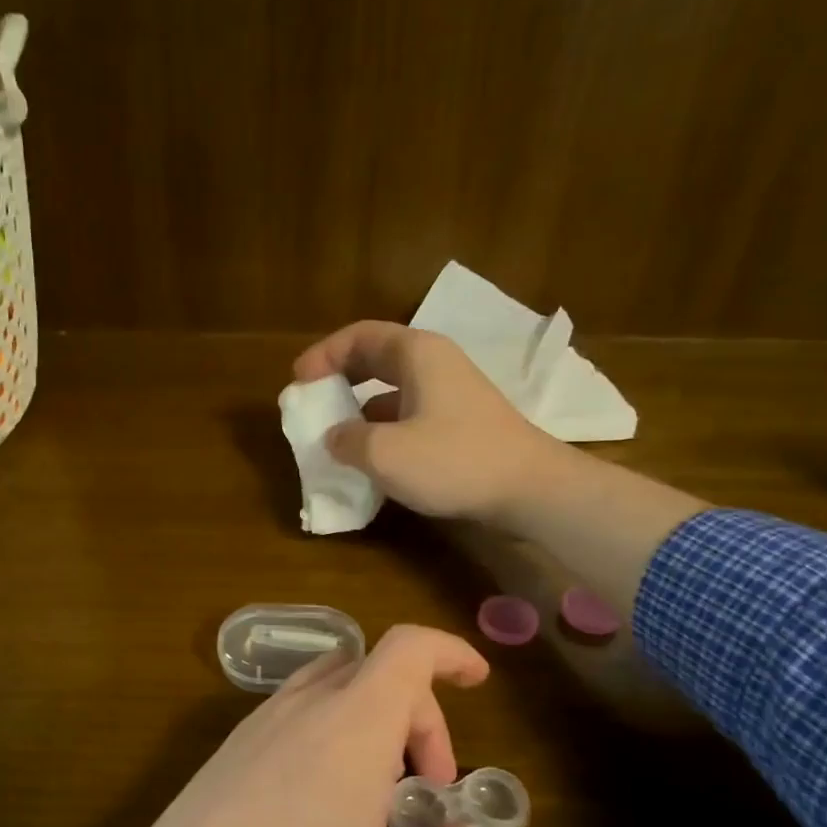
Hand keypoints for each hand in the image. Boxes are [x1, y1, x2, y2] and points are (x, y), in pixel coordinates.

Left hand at [63, 626, 490, 826]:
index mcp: (349, 730)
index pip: (407, 648)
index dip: (450, 653)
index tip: (478, 684)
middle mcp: (301, 710)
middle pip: (376, 672)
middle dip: (420, 719)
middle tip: (426, 798)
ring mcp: (256, 726)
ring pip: (333, 690)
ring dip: (374, 727)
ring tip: (380, 806)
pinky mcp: (228, 751)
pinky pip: (297, 715)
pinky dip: (333, 738)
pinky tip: (325, 814)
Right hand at [293, 320, 563, 522]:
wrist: (530, 489)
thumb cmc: (454, 460)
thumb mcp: (385, 453)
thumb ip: (348, 440)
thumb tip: (334, 437)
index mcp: (416, 354)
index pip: (359, 337)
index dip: (323, 355)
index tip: (297, 382)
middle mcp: (435, 365)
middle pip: (376, 359)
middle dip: (339, 379)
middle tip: (312, 403)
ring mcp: (451, 395)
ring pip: (393, 391)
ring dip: (359, 410)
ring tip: (334, 436)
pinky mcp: (461, 425)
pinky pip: (409, 416)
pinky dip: (383, 431)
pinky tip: (372, 460)